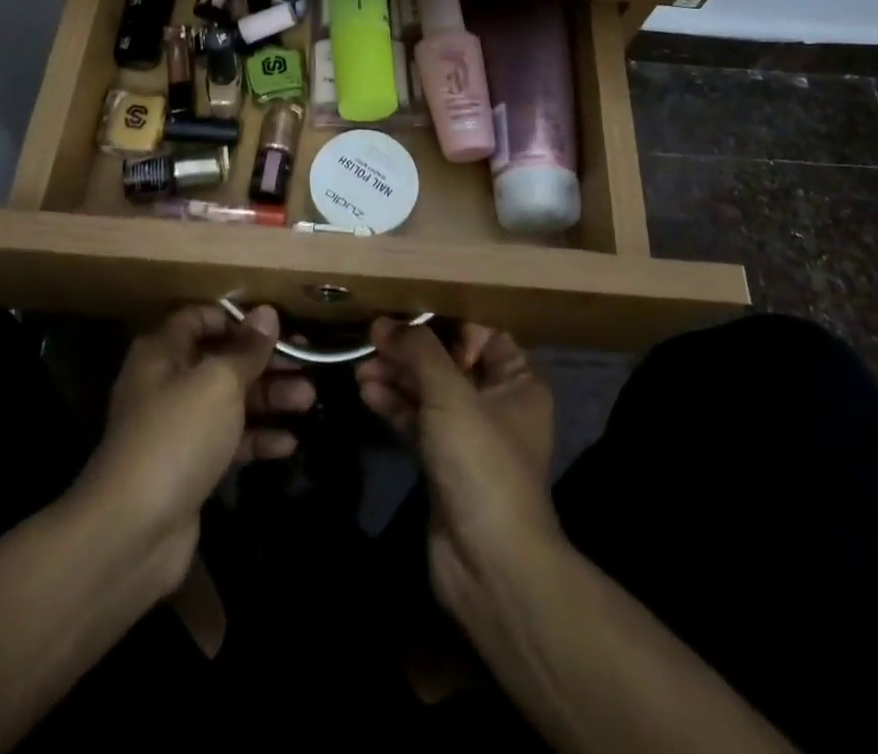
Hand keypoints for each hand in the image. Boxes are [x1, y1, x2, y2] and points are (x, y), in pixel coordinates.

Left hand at [80, 305, 311, 592]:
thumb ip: (246, 349)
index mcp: (163, 353)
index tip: (276, 325)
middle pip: (222, 360)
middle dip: (265, 361)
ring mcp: (177, 428)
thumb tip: (266, 313)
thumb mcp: (218, 382)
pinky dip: (257, 438)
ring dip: (269, 398)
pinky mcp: (189, 467)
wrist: (133, 532)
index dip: (237, 318)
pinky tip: (288, 443)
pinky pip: (229, 442)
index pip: (199, 318)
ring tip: (309, 399)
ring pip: (230, 401)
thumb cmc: (177, 436)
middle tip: (308, 361)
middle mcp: (167, 384)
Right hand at [357, 321, 557, 612]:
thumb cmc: (481, 461)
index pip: (483, 335)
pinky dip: (394, 406)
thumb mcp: (451, 394)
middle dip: (410, 351)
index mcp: (518, 382)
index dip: (446, 323)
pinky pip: (417, 422)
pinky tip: (366, 392)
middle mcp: (496, 404)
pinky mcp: (443, 463)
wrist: (489, 563)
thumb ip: (417, 351)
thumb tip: (383, 322)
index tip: (405, 313)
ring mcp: (468, 436)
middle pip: (449, 362)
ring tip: (359, 367)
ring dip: (396, 378)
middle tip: (370, 340)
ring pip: (428, 393)